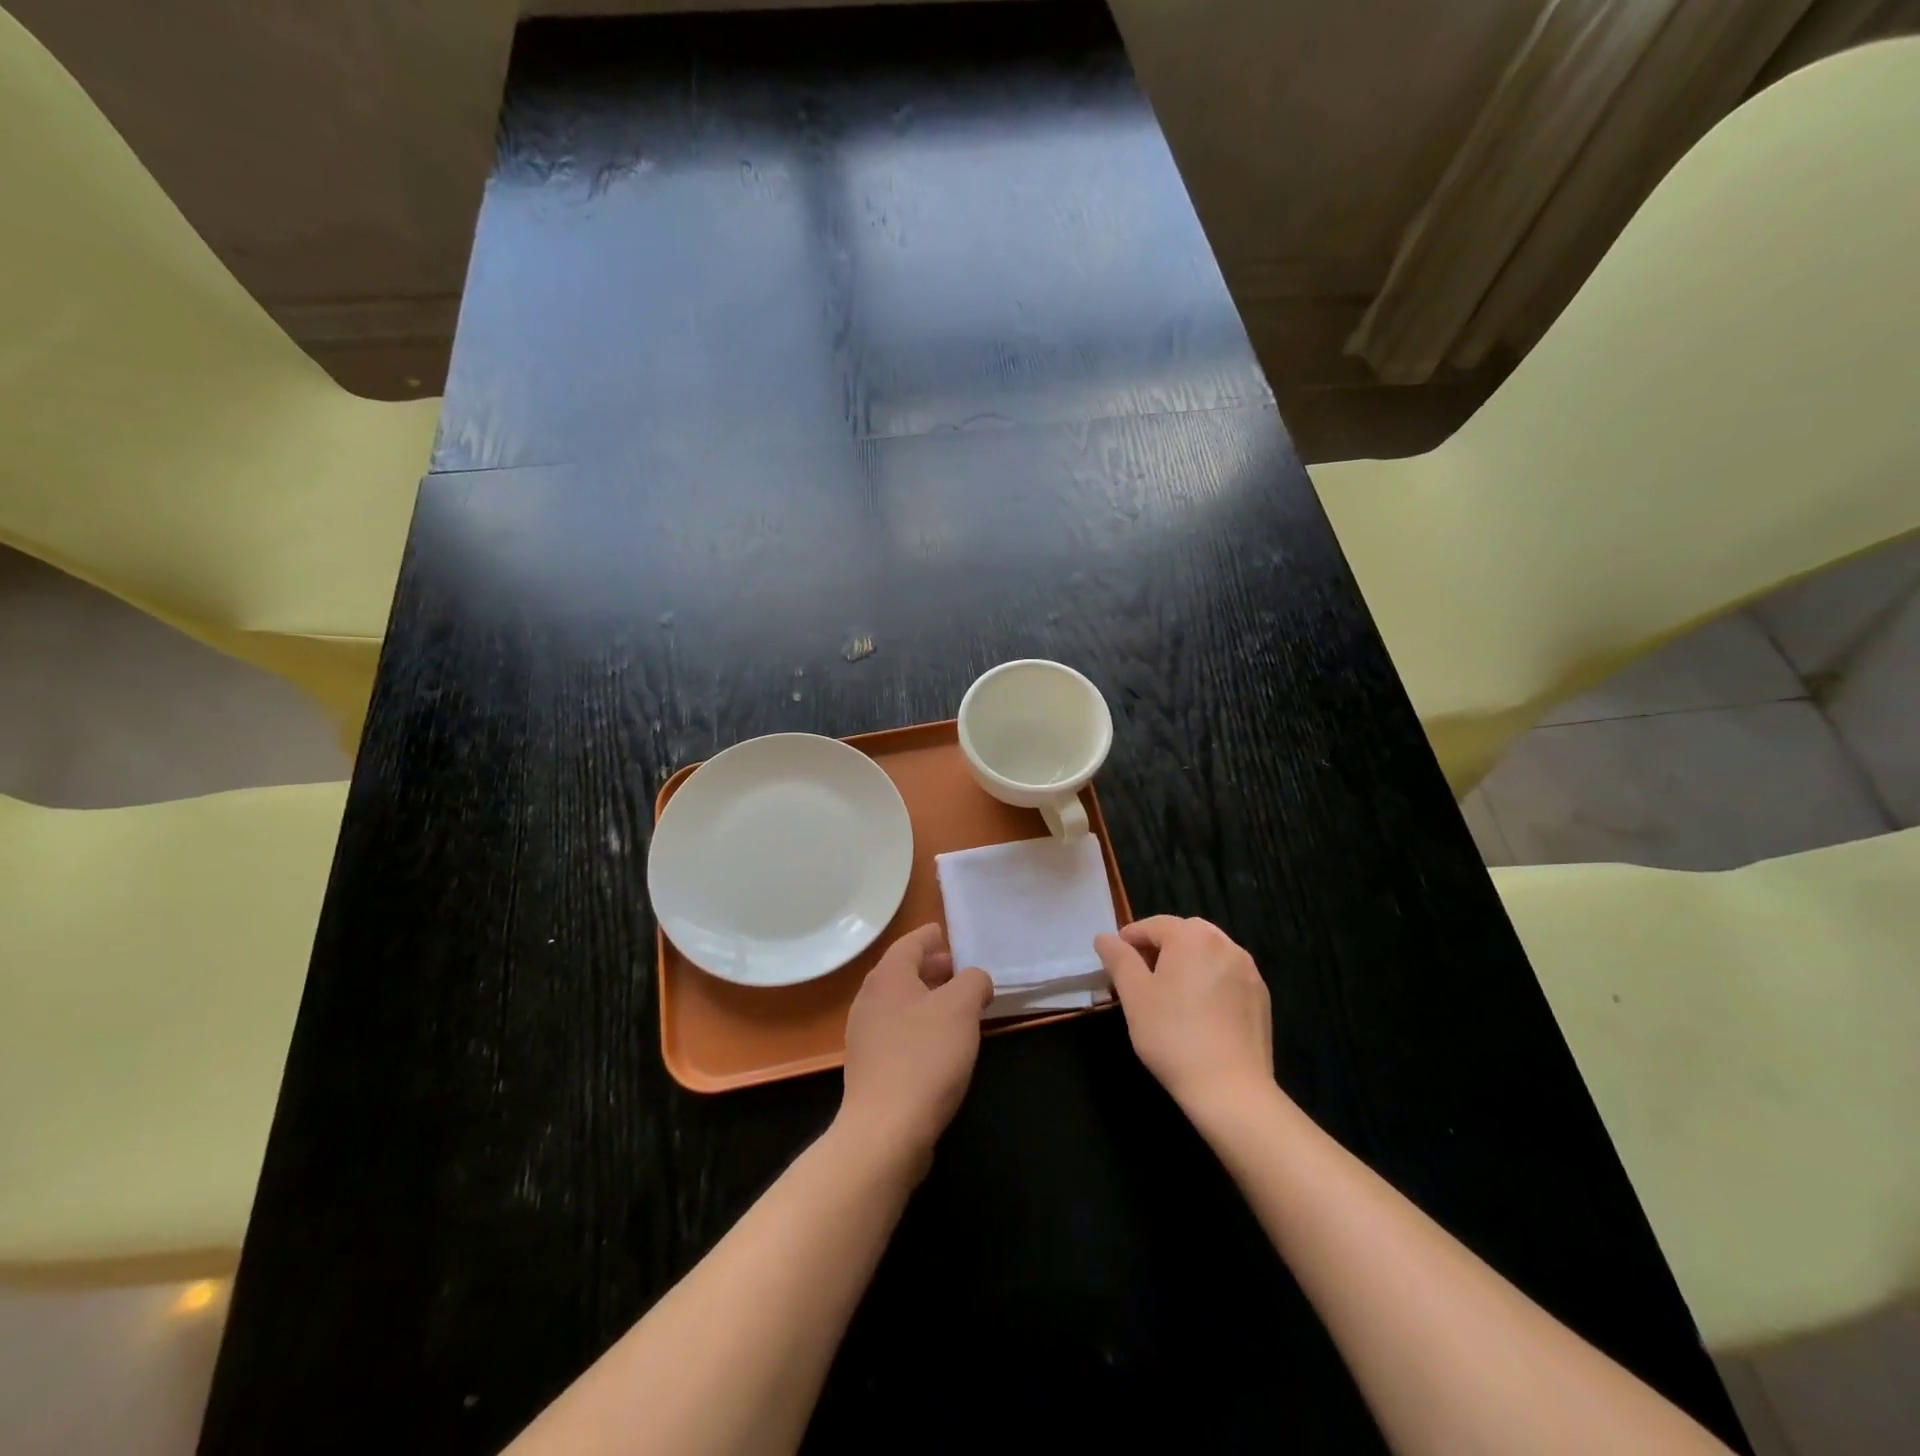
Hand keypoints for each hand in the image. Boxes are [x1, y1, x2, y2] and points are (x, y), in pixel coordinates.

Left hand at [838, 924, 993, 1168]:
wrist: (886, 1129)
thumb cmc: (925, 1057)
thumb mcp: (961, 1008)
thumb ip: (973, 982)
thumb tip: (975, 980)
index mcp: (888, 976)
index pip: (910, 942)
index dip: (931, 936)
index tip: (947, 933)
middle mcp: (870, 998)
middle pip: (903, 971)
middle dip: (932, 968)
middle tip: (960, 970)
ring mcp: (865, 1033)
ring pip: (900, 1002)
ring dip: (928, 998)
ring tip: (957, 1006)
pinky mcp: (869, 1065)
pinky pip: (897, 1030)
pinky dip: (919, 1024)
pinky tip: (941, 1043)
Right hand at [1095, 916, 1274, 1120]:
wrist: (1231, 1089)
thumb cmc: (1172, 1035)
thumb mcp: (1134, 995)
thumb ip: (1119, 959)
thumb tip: (1104, 937)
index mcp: (1192, 937)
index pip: (1154, 925)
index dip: (1131, 937)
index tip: (1116, 958)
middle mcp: (1225, 944)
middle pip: (1185, 933)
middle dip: (1161, 946)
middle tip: (1142, 974)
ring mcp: (1248, 970)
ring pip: (1209, 953)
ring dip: (1187, 962)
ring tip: (1170, 992)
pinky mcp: (1261, 997)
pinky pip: (1228, 975)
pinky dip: (1210, 980)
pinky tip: (1200, 1010)